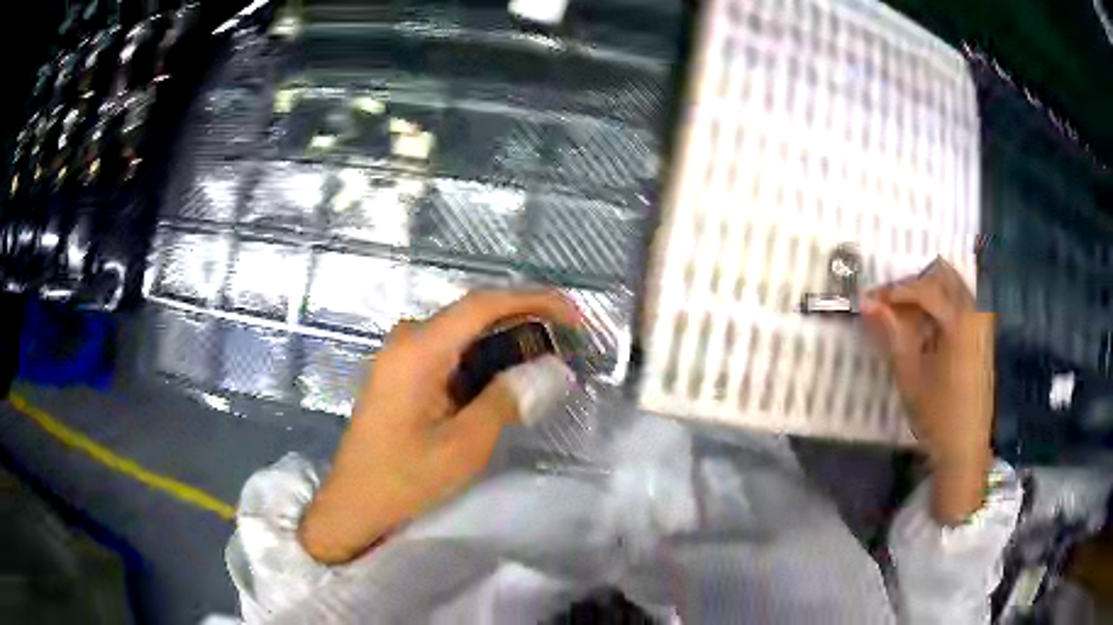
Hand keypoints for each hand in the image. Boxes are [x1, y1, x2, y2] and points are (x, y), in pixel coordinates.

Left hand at [299, 291, 579, 563]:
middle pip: (474, 314)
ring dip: (504, 342)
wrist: (355, 502)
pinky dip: (482, 359)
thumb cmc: (405, 478)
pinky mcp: (401, 371)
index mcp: (418, 350)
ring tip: (545, 362)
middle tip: (566, 343)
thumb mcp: (464, 445)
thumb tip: (549, 370)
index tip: (573, 315)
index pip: (482, 305)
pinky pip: (449, 351)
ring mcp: (401, 354)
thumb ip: (507, 400)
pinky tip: (506, 378)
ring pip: (463, 333)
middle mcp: (407, 339)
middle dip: (524, 322)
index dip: (533, 301)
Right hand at [860, 259, 993, 524]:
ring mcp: (982, 322)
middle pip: (943, 275)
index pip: (924, 288)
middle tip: (889, 305)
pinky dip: (941, 306)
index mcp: (959, 320)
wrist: (965, 448)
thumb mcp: (910, 375)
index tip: (870, 300)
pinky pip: (961, 303)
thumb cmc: (937, 415)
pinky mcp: (983, 335)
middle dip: (913, 285)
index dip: (894, 291)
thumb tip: (867, 303)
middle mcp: (975, 312)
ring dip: (927, 294)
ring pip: (953, 287)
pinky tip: (926, 330)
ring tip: (905, 318)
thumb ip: (891, 333)